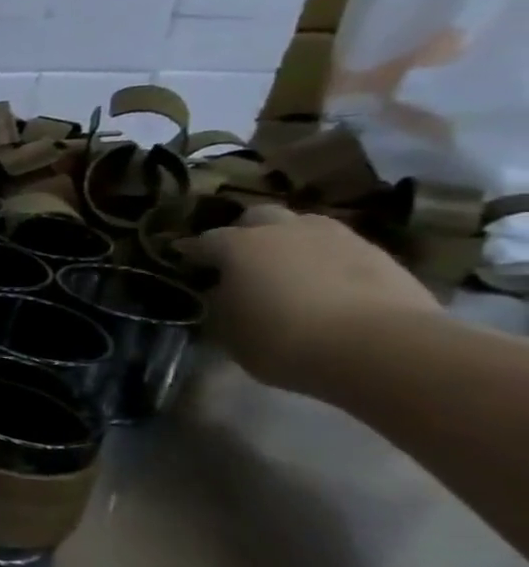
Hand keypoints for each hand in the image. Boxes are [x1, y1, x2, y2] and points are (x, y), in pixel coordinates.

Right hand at [178, 206, 437, 392]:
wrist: (383, 349)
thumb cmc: (284, 340)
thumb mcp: (229, 331)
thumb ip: (222, 305)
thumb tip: (225, 294)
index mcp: (238, 245)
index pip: (203, 241)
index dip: (190, 252)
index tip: (183, 262)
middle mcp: (284, 230)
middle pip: (258, 217)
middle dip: (246, 232)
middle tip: (241, 259)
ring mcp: (338, 238)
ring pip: (304, 228)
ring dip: (292, 243)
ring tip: (288, 271)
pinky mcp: (381, 256)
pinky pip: (340, 250)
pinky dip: (327, 262)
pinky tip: (327, 286)